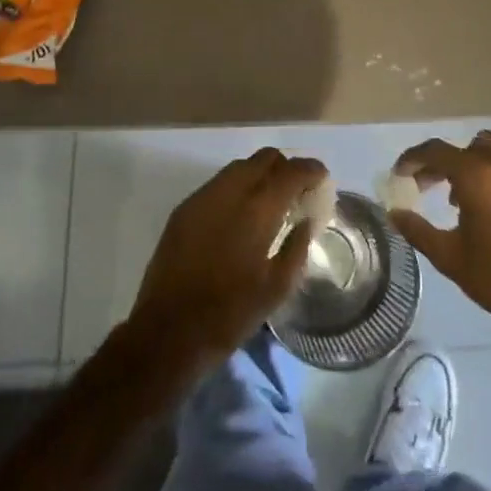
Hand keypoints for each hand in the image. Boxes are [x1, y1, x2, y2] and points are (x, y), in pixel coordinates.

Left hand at [127, 148, 326, 375]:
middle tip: (297, 190)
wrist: (167, 331)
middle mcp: (230, 191)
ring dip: (260, 174)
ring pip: (239, 166)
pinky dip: (237, 187)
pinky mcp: (184, 208)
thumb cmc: (230, 314)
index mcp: (257, 209)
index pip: (291, 172)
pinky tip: (240, 214)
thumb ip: (297, 247)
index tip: (322, 178)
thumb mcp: (277, 288)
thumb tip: (307, 221)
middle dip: (285, 167)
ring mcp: (203, 196)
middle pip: (265, 158)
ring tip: (269, 202)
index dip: (311, 170)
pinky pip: (218, 183)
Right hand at [389, 130, 490, 344]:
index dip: (413, 159)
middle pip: (466, 148)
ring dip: (476, 165)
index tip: (401, 174)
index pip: (436, 151)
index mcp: (477, 176)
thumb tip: (393, 212)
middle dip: (445, 164)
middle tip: (433, 188)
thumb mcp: (450, 258)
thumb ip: (417, 230)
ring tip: (470, 197)